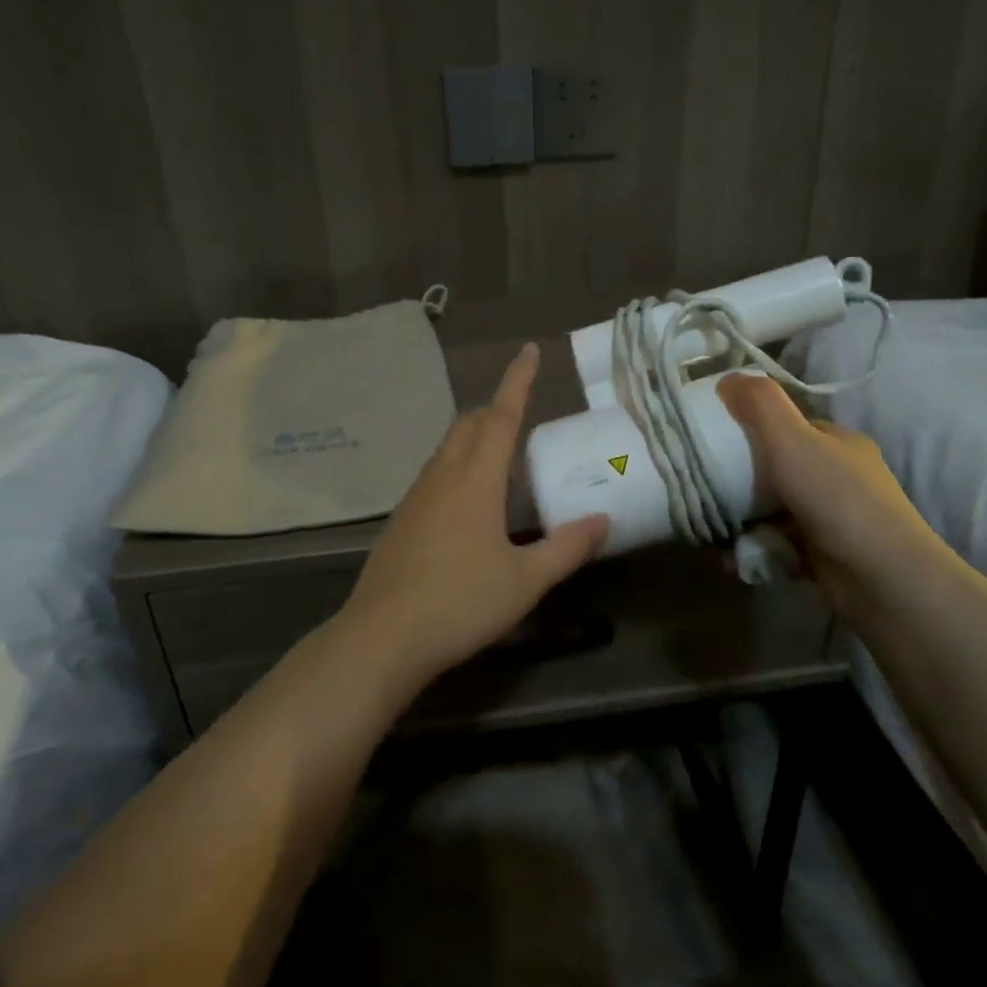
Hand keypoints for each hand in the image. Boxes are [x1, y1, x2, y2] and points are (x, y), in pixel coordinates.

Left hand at [338, 343, 609, 681]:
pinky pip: (434, 475)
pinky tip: (468, 503)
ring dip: (474, 438)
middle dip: (495, 409)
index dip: (517, 381)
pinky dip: (457, 468)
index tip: (528, 351)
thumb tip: (603, 521)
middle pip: (469, 425)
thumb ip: (567, 547)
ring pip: (447, 449)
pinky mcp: (401, 520)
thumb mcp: (526, 580)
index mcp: (476, 480)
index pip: (500, 416)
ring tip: (501, 459)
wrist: (383, 636)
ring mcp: (416, 497)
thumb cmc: (461, 603)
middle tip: (522, 415)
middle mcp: (442, 477)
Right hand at [716, 372, 948, 615]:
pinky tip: (733, 560)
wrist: (881, 577)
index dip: (751, 429)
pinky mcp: (825, 555)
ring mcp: (834, 518)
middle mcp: (839, 477)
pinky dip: (756, 550)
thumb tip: (728, 376)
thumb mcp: (792, 439)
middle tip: (707, 491)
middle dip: (740, 483)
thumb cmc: (836, 497)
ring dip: (743, 522)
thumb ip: (760, 404)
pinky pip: (779, 545)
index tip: (716, 441)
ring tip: (714, 533)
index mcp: (838, 443)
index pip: (788, 426)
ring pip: (774, 511)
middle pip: (777, 470)